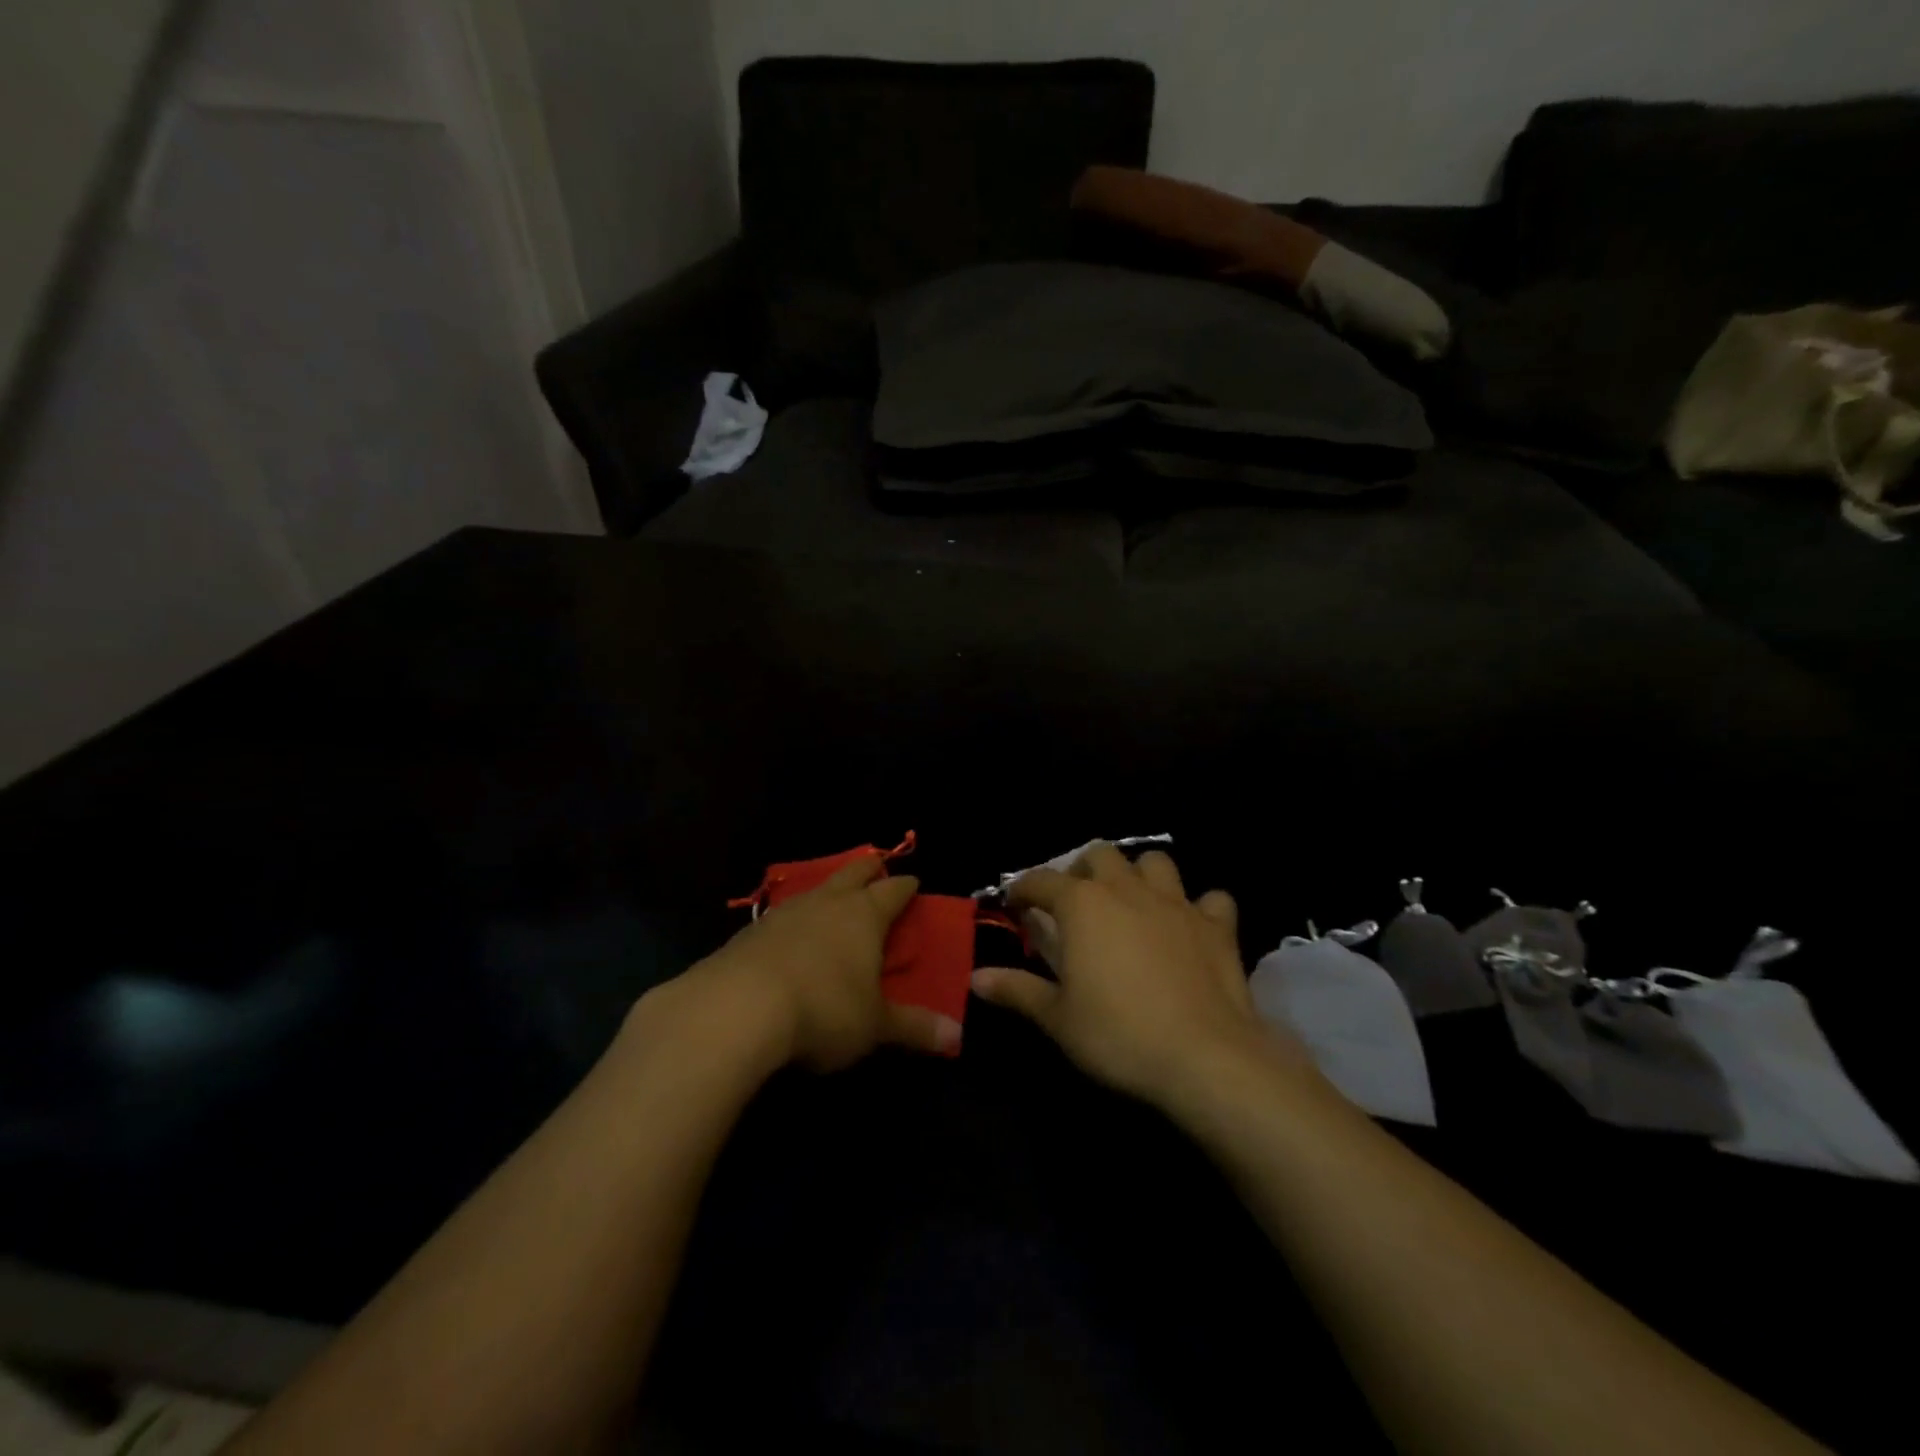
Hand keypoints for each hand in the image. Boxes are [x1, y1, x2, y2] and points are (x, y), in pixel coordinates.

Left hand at [683, 856, 961, 1071]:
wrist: (736, 1008)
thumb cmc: (823, 1009)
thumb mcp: (874, 1026)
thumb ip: (914, 1028)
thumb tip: (957, 1039)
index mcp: (864, 915)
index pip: (893, 890)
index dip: (906, 887)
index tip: (914, 883)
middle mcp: (827, 903)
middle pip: (853, 873)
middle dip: (868, 869)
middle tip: (877, 867)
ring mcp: (785, 912)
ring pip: (816, 889)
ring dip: (829, 891)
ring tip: (834, 899)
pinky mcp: (751, 931)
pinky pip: (783, 914)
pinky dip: (796, 919)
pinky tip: (791, 936)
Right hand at [972, 846, 1310, 1107]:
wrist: (1204, 1057)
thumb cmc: (1118, 1035)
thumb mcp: (1057, 1018)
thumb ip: (1017, 990)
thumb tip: (976, 977)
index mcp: (1082, 905)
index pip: (1041, 880)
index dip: (1023, 889)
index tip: (1015, 905)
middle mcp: (1127, 889)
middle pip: (1100, 855)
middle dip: (1083, 871)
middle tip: (1076, 903)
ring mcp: (1177, 903)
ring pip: (1156, 862)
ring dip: (1139, 875)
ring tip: (1132, 903)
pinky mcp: (1217, 925)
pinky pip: (1211, 899)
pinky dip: (1199, 907)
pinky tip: (1191, 927)